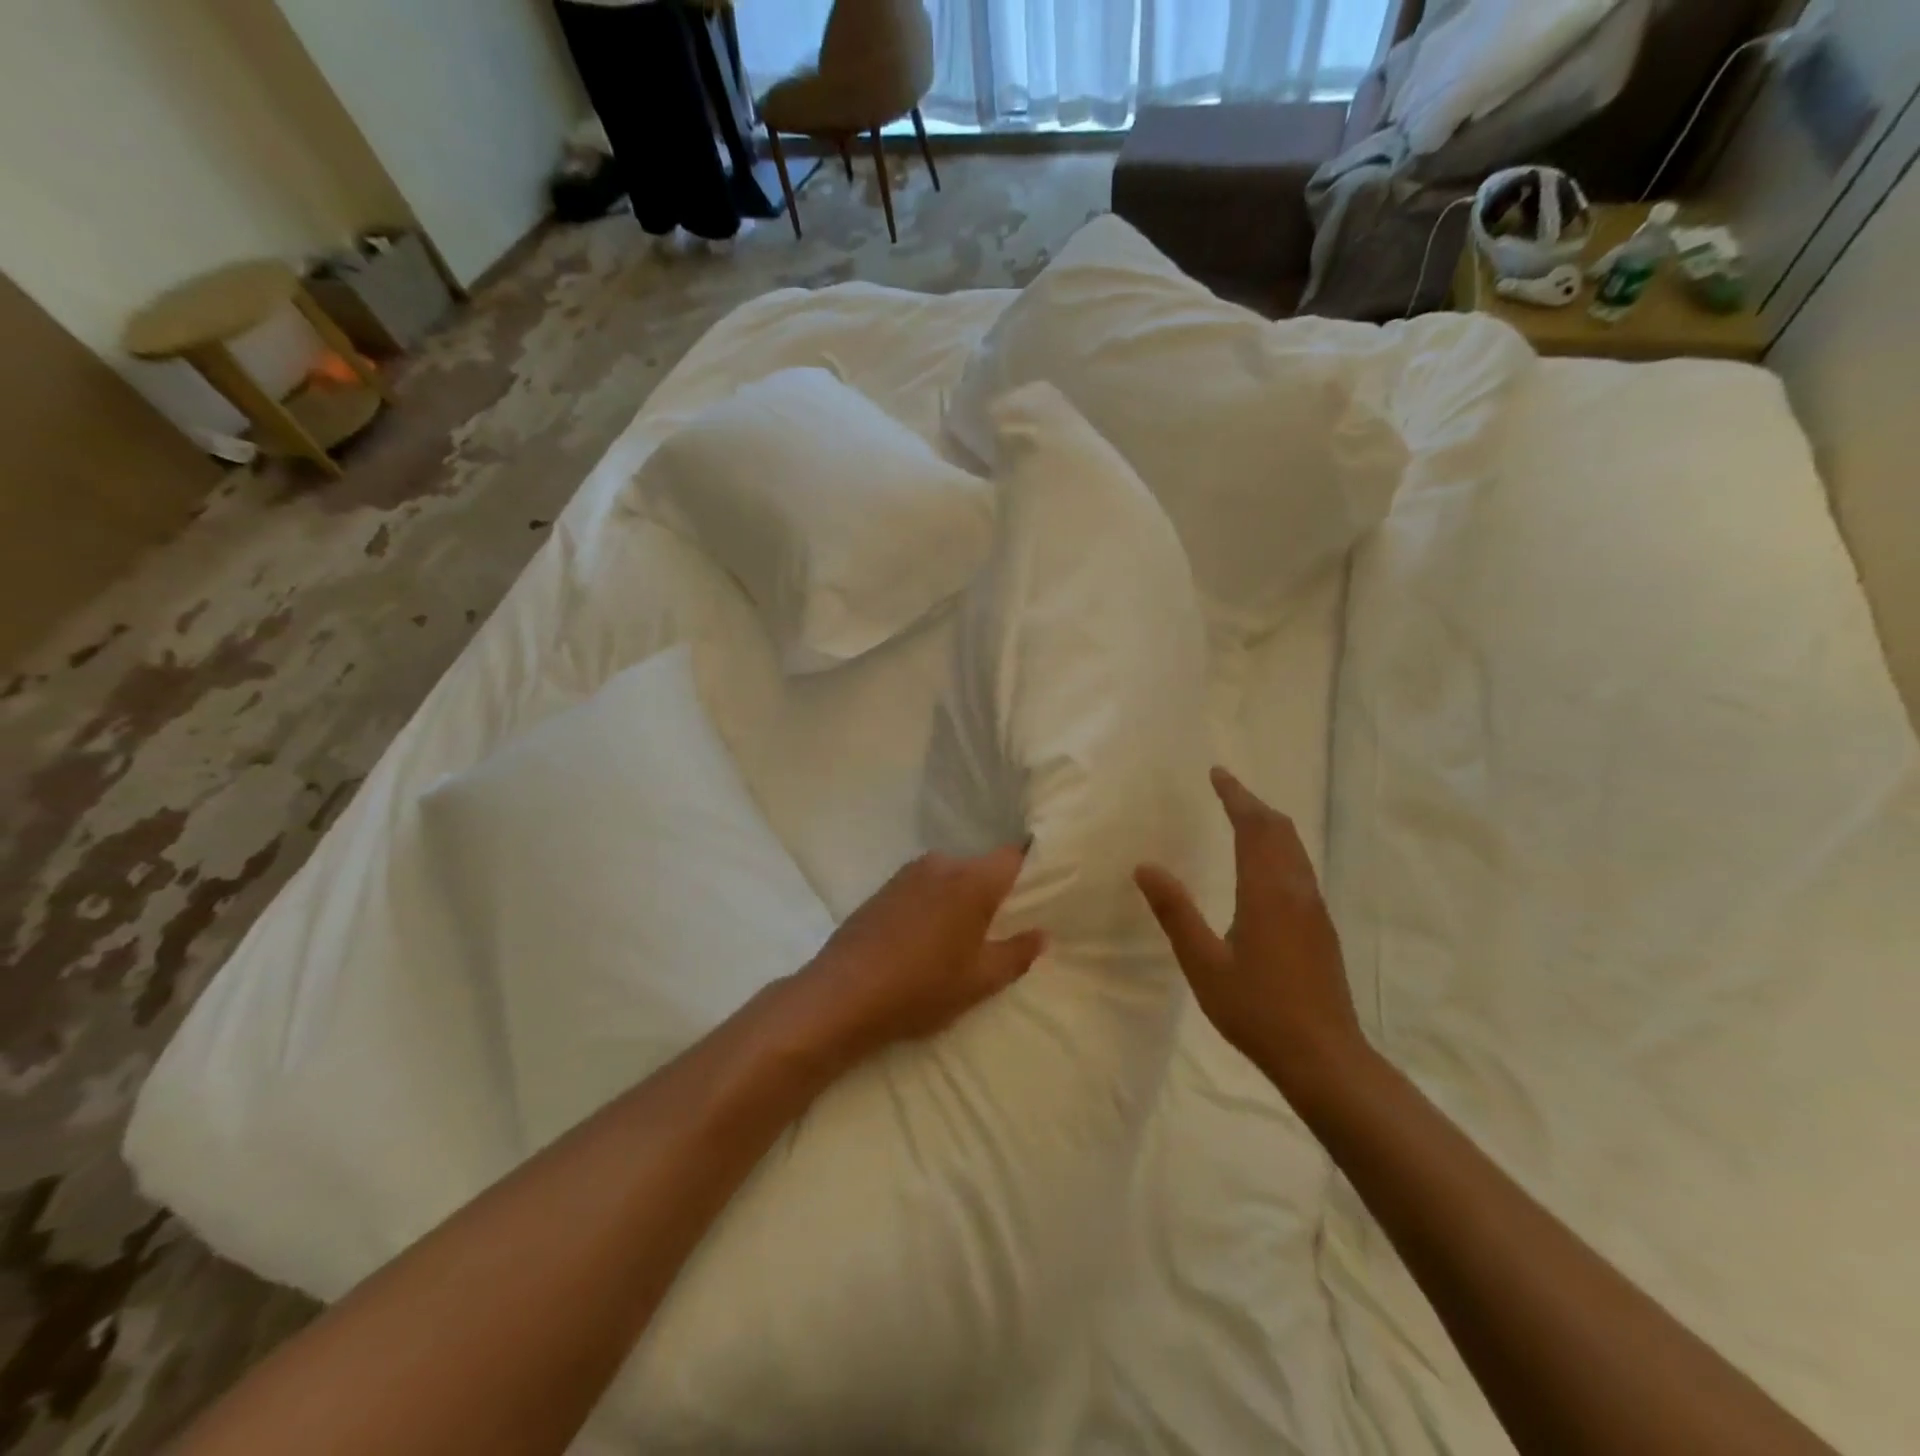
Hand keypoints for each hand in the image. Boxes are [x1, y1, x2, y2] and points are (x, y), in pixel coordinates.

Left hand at [791, 845, 1045, 1062]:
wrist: (842, 994)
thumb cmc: (922, 987)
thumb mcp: (980, 981)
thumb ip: (1017, 954)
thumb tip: (1042, 935)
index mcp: (971, 881)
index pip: (1012, 856)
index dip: (1028, 870)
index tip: (1036, 893)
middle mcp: (941, 865)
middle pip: (980, 867)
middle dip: (993, 891)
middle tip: (1000, 927)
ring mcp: (907, 874)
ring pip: (949, 877)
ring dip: (959, 898)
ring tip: (960, 937)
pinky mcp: (883, 889)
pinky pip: (923, 887)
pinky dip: (932, 904)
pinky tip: (925, 938)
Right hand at [1134, 768, 1367, 1110]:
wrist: (1324, 1056)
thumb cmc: (1256, 1009)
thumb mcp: (1203, 963)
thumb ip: (1175, 912)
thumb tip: (1145, 867)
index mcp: (1267, 892)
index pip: (1253, 827)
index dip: (1235, 796)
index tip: (1218, 773)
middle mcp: (1297, 890)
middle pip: (1280, 830)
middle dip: (1253, 804)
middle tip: (1225, 789)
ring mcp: (1314, 909)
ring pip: (1295, 848)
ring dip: (1269, 824)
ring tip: (1242, 816)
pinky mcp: (1321, 927)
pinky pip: (1300, 867)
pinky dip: (1279, 847)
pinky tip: (1264, 866)